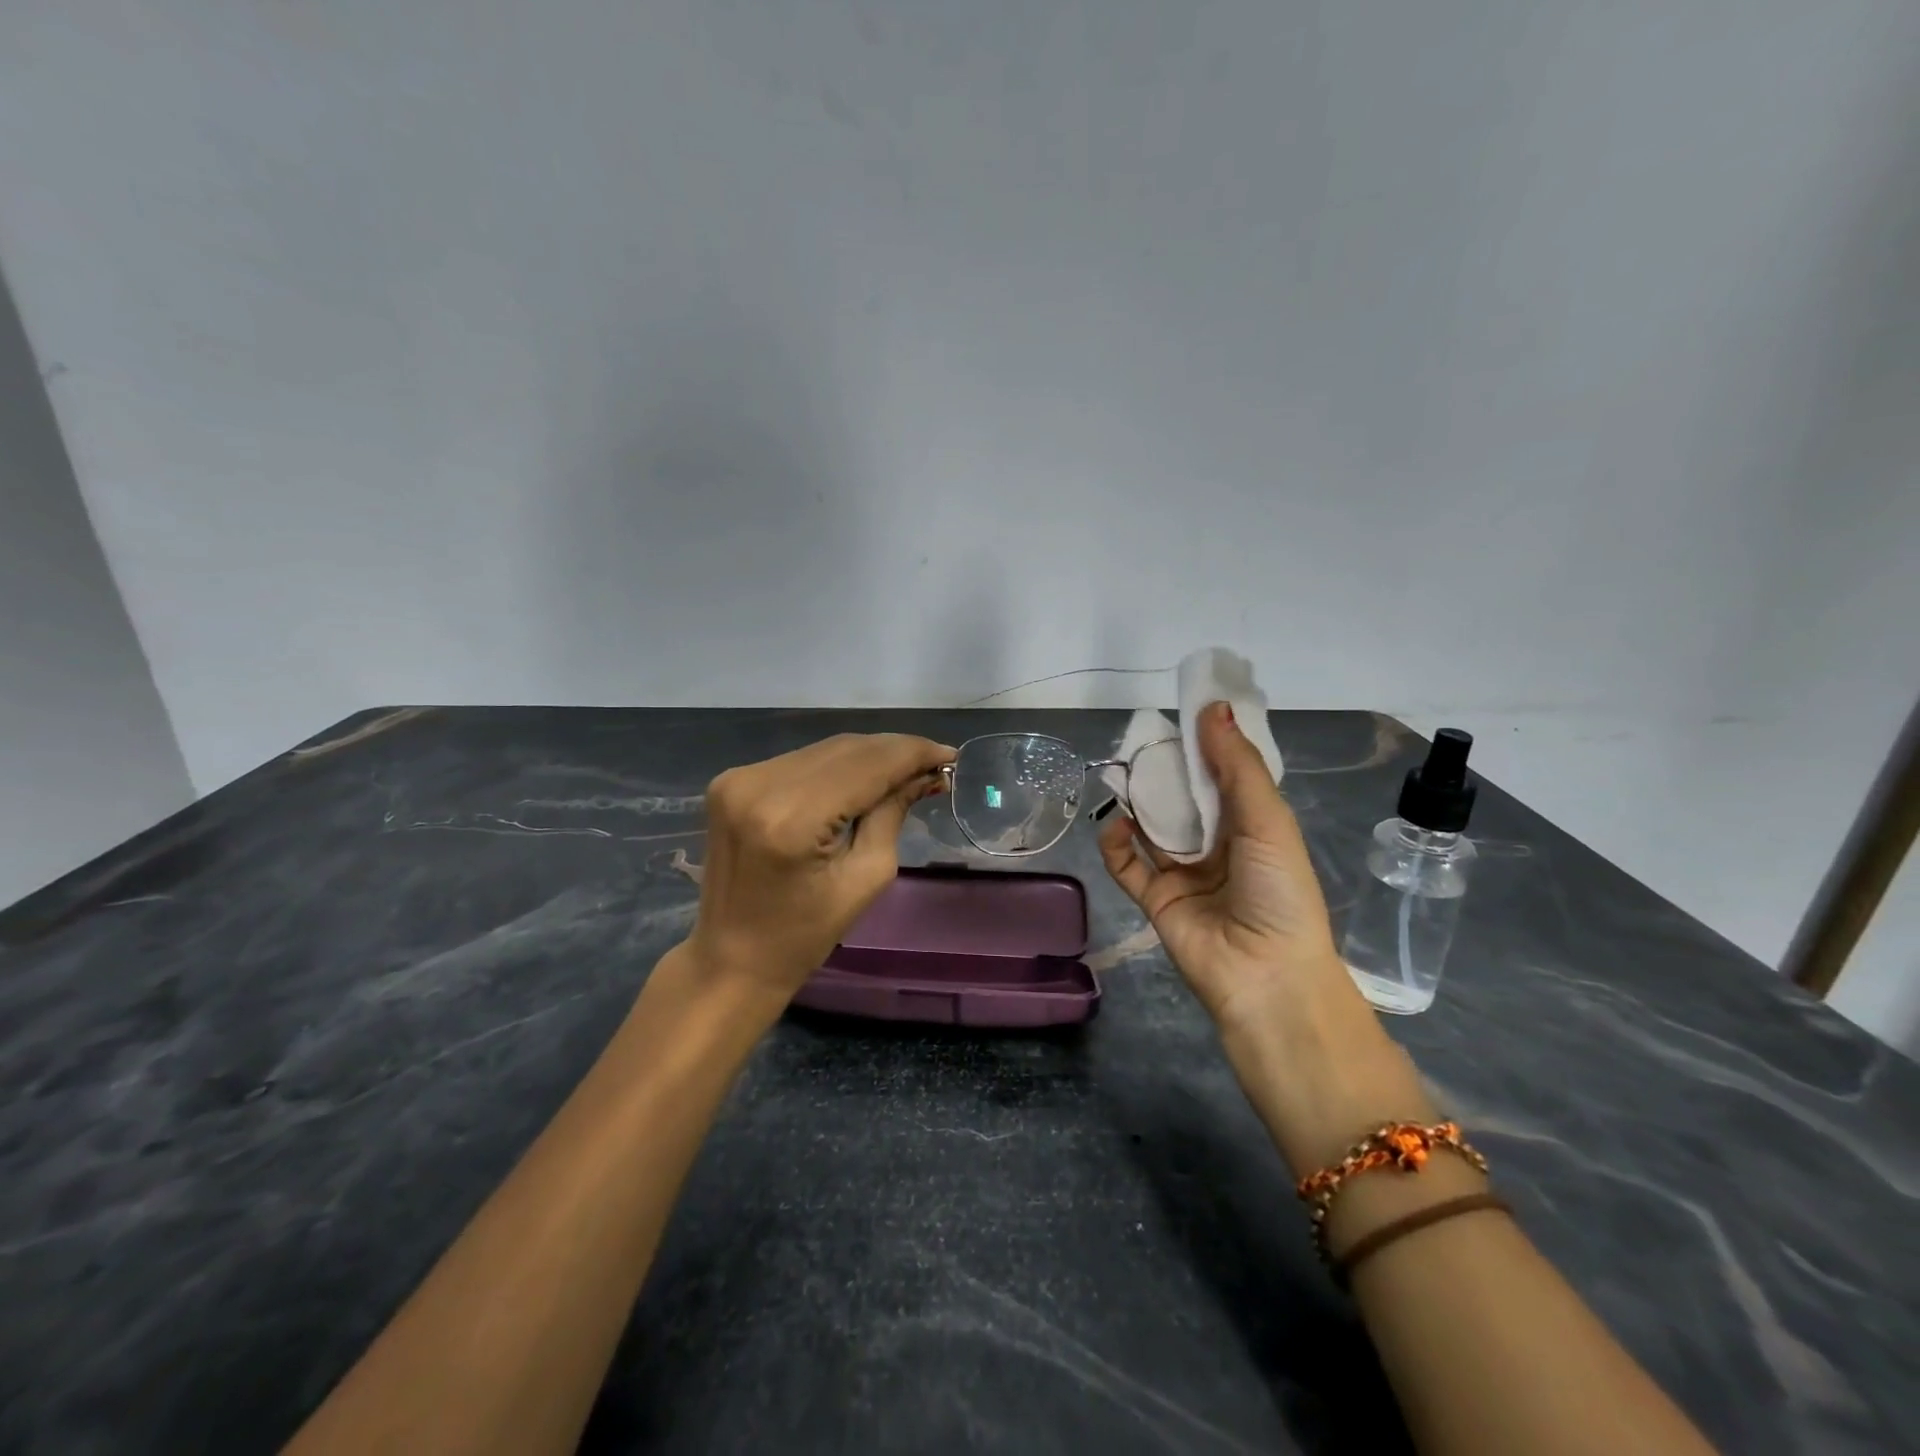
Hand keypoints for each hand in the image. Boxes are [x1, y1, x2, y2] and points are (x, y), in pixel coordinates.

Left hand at [685, 732, 954, 1002]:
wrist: (731, 958)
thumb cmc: (804, 935)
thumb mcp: (865, 879)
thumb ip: (892, 814)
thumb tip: (923, 775)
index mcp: (792, 819)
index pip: (867, 766)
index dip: (913, 754)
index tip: (950, 755)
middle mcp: (760, 785)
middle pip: (846, 749)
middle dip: (895, 751)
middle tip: (935, 763)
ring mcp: (740, 778)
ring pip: (825, 750)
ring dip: (868, 756)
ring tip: (906, 769)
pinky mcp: (732, 780)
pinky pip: (801, 761)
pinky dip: (837, 766)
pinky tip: (863, 778)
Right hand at [1099, 701, 1361, 1036]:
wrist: (1264, 975)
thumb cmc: (1278, 891)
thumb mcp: (1267, 820)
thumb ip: (1237, 766)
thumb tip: (1213, 707)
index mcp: (1251, 826)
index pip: (1223, 776)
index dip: (1206, 745)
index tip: (1184, 712)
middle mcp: (1216, 845)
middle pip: (1183, 798)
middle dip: (1164, 770)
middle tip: (1142, 740)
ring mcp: (1182, 872)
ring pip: (1151, 826)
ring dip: (1137, 801)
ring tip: (1121, 774)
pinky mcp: (1154, 898)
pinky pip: (1126, 864)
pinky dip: (1115, 843)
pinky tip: (1115, 824)